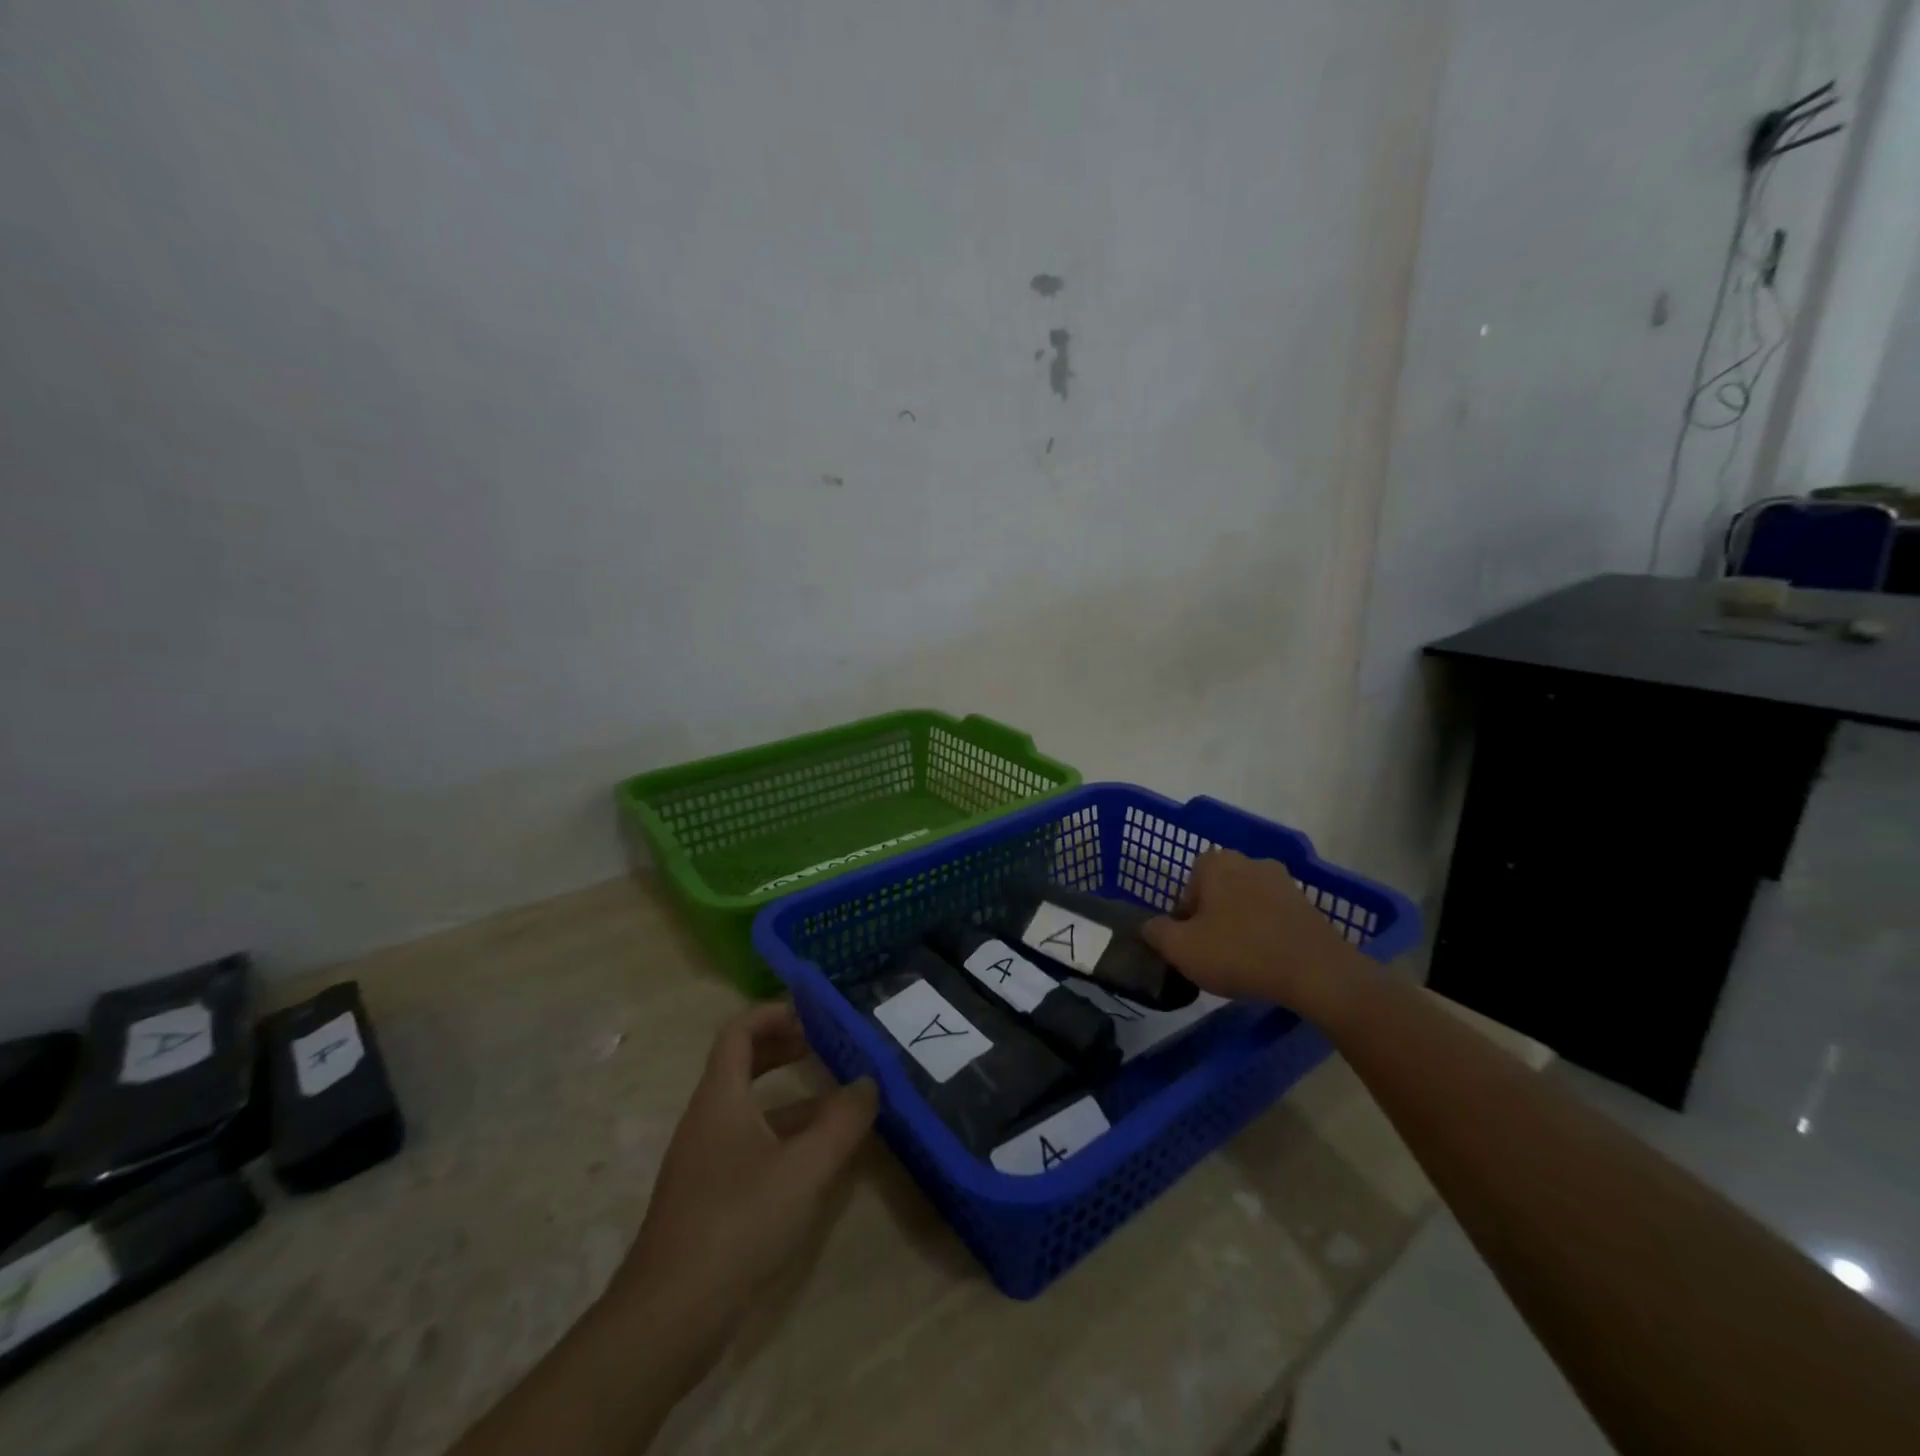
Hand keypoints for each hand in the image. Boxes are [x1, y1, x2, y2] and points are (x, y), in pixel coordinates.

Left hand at [608, 1002, 876, 1375]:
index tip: (813, 1014)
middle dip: (785, 1048)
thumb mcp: (804, 1168)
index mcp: (720, 1098)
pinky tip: (816, 1159)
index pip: (739, 1031)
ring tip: (838, 1103)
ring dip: (792, 1098)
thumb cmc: (737, 1223)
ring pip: (751, 1109)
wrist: (668, 1318)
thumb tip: (869, 1082)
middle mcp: (707, 1119)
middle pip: (743, 1064)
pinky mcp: (709, 1197)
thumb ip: (842, 1122)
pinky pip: (750, 1145)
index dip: (774, 1013)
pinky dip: (784, 1136)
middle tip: (827, 1046)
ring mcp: (705, 1161)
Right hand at [1141, 849, 1365, 1015]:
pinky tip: (1268, 963)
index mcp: (1216, 862)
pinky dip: (1267, 935)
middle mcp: (1249, 861)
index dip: (1183, 918)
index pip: (1187, 887)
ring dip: (1240, 927)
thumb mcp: (1180, 948)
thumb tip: (1151, 926)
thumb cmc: (1239, 953)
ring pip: (1246, 904)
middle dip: (1212, 919)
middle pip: (1217, 893)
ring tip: (1242, 962)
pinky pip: (1274, 918)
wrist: (1317, 972)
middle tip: (1212, 954)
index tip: (1190, 944)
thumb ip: (1156, 932)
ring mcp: (1283, 881)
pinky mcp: (1308, 905)